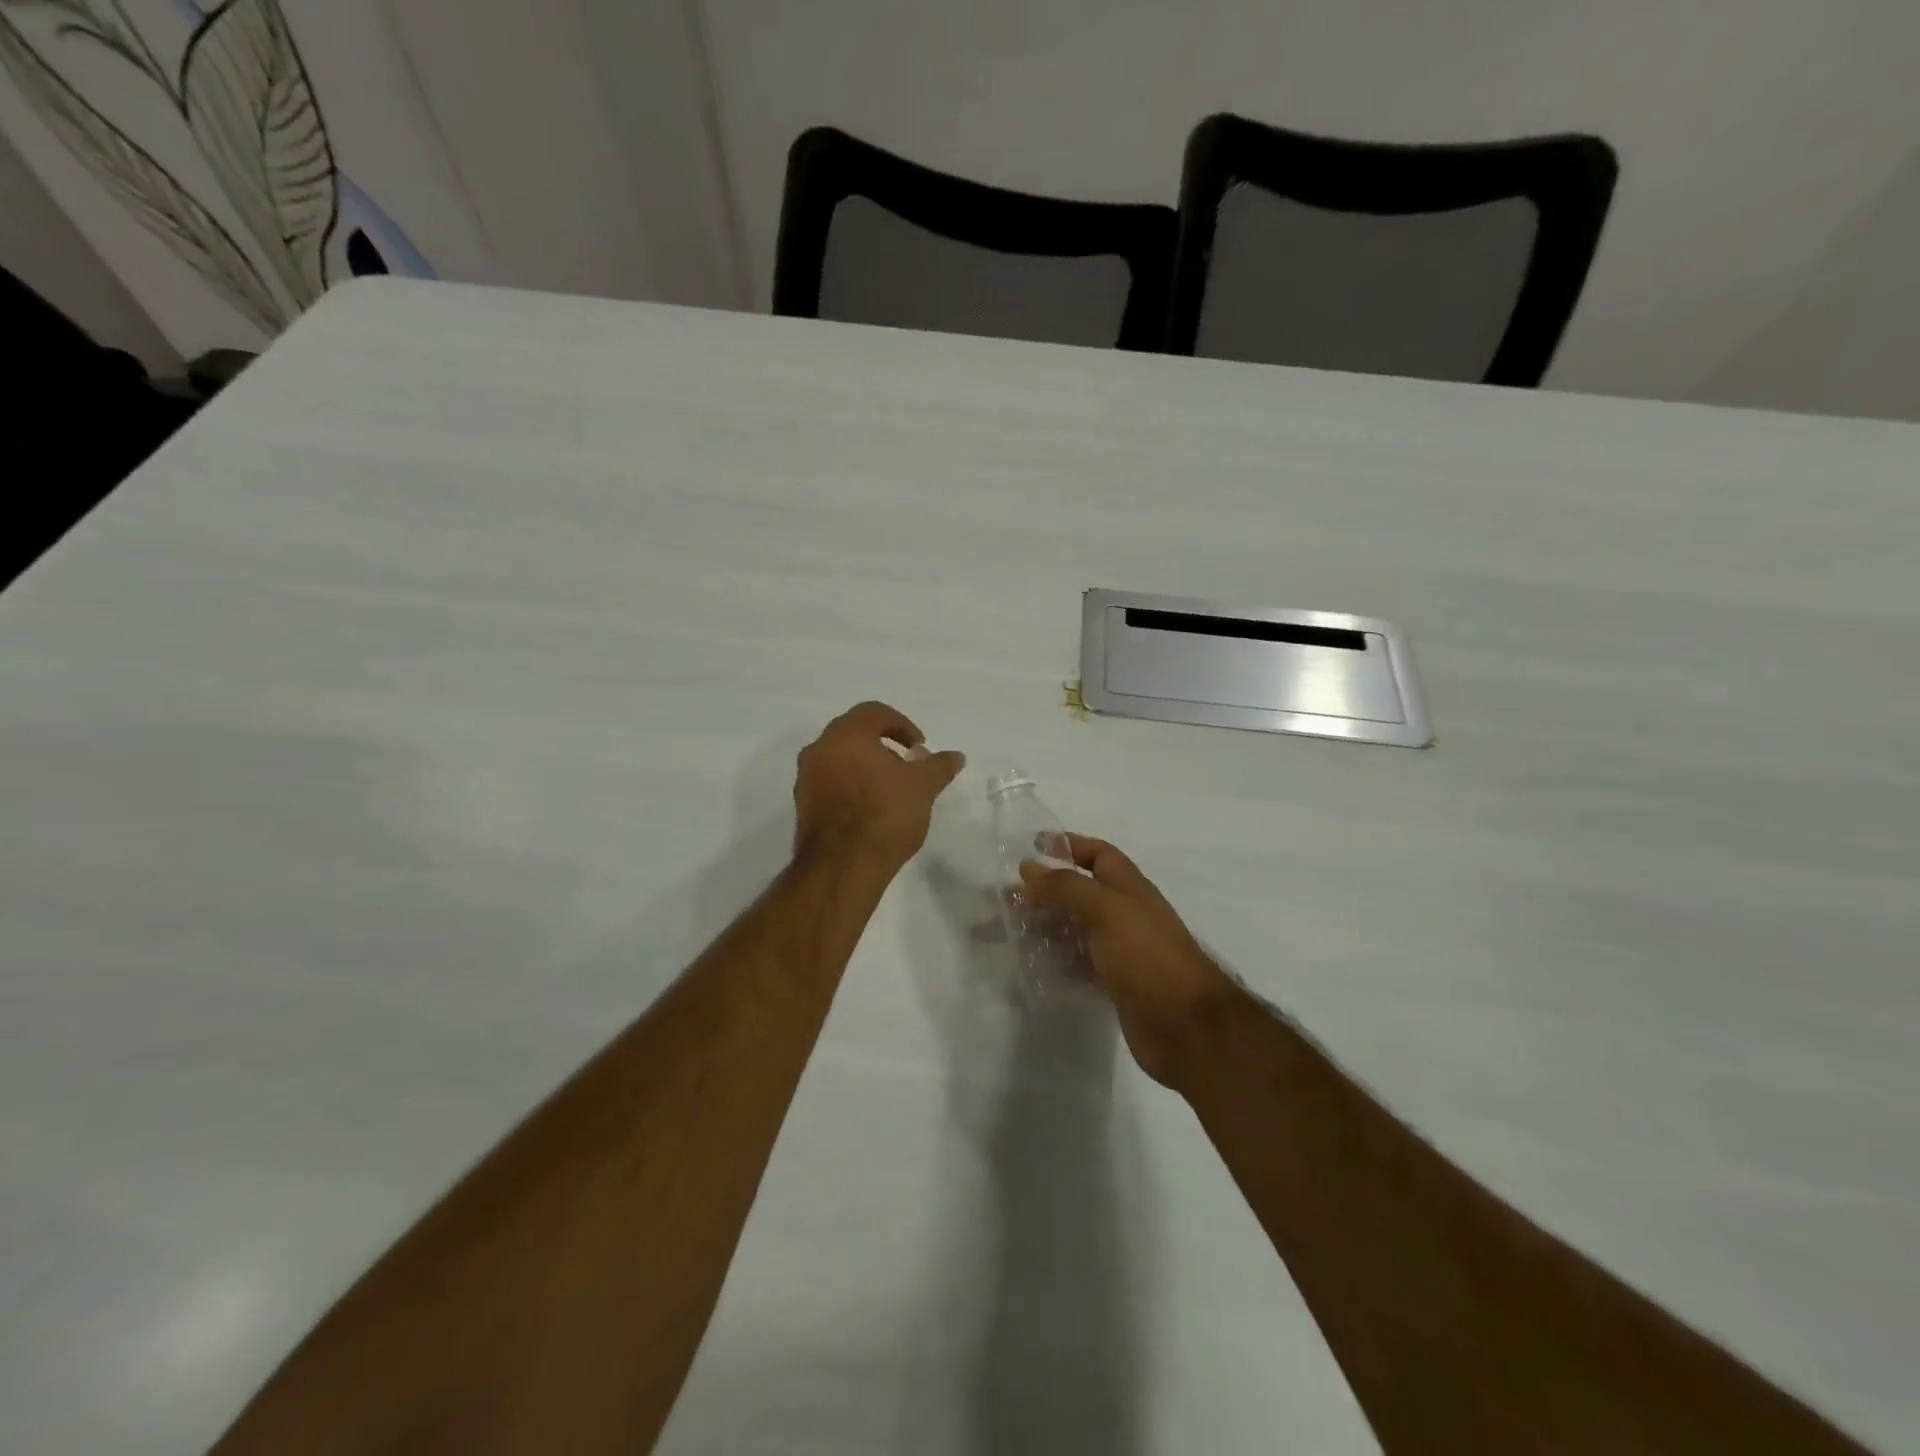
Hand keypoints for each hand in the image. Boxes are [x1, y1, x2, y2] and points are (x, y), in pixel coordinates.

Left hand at [793, 702, 965, 871]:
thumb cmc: (884, 814)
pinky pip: (830, 783)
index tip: (919, 748)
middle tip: (906, 765)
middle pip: (853, 734)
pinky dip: (850, 786)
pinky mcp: (803, 806)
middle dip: (882, 744)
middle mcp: (819, 749)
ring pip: (839, 759)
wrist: (842, 866)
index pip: (874, 712)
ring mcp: (806, 779)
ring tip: (890, 789)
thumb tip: (956, 756)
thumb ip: (938, 766)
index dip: (902, 725)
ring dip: (865, 765)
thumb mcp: (922, 787)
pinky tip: (871, 809)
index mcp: (846, 735)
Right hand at [1019, 836, 1238, 1087]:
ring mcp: (1124, 951)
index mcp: (1130, 888)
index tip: (1032, 847)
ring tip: (1014, 931)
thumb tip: (1028, 868)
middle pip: (1083, 892)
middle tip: (1010, 897)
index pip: (1099, 854)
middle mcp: (1127, 914)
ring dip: (1050, 926)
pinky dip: (1060, 962)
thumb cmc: (1147, 956)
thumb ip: (1067, 887)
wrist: (1187, 1027)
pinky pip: (1082, 964)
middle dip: (1048, 890)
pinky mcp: (1117, 984)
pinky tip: (1036, 967)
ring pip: (1079, 929)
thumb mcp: (1105, 910)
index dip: (1069, 845)